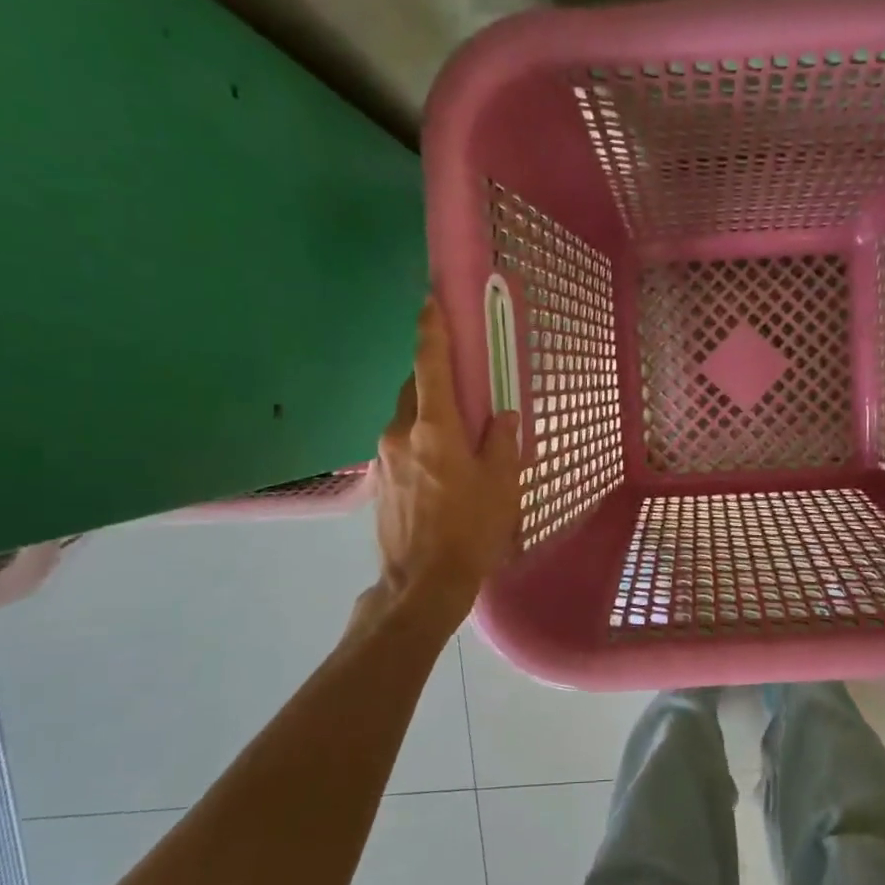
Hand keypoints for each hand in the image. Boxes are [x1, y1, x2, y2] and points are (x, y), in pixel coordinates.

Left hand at [369, 299, 521, 627]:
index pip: (430, 364)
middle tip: (465, 386)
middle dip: (436, 378)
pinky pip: (402, 443)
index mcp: (433, 428)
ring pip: (407, 417)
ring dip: (430, 413)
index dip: (432, 329)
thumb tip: (504, 415)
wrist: (422, 583)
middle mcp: (400, 433)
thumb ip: (503, 441)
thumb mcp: (502, 484)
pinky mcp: (380, 480)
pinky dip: (421, 439)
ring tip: (459, 435)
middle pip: (416, 388)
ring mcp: (384, 457)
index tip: (432, 301)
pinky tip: (443, 467)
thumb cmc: (470, 530)